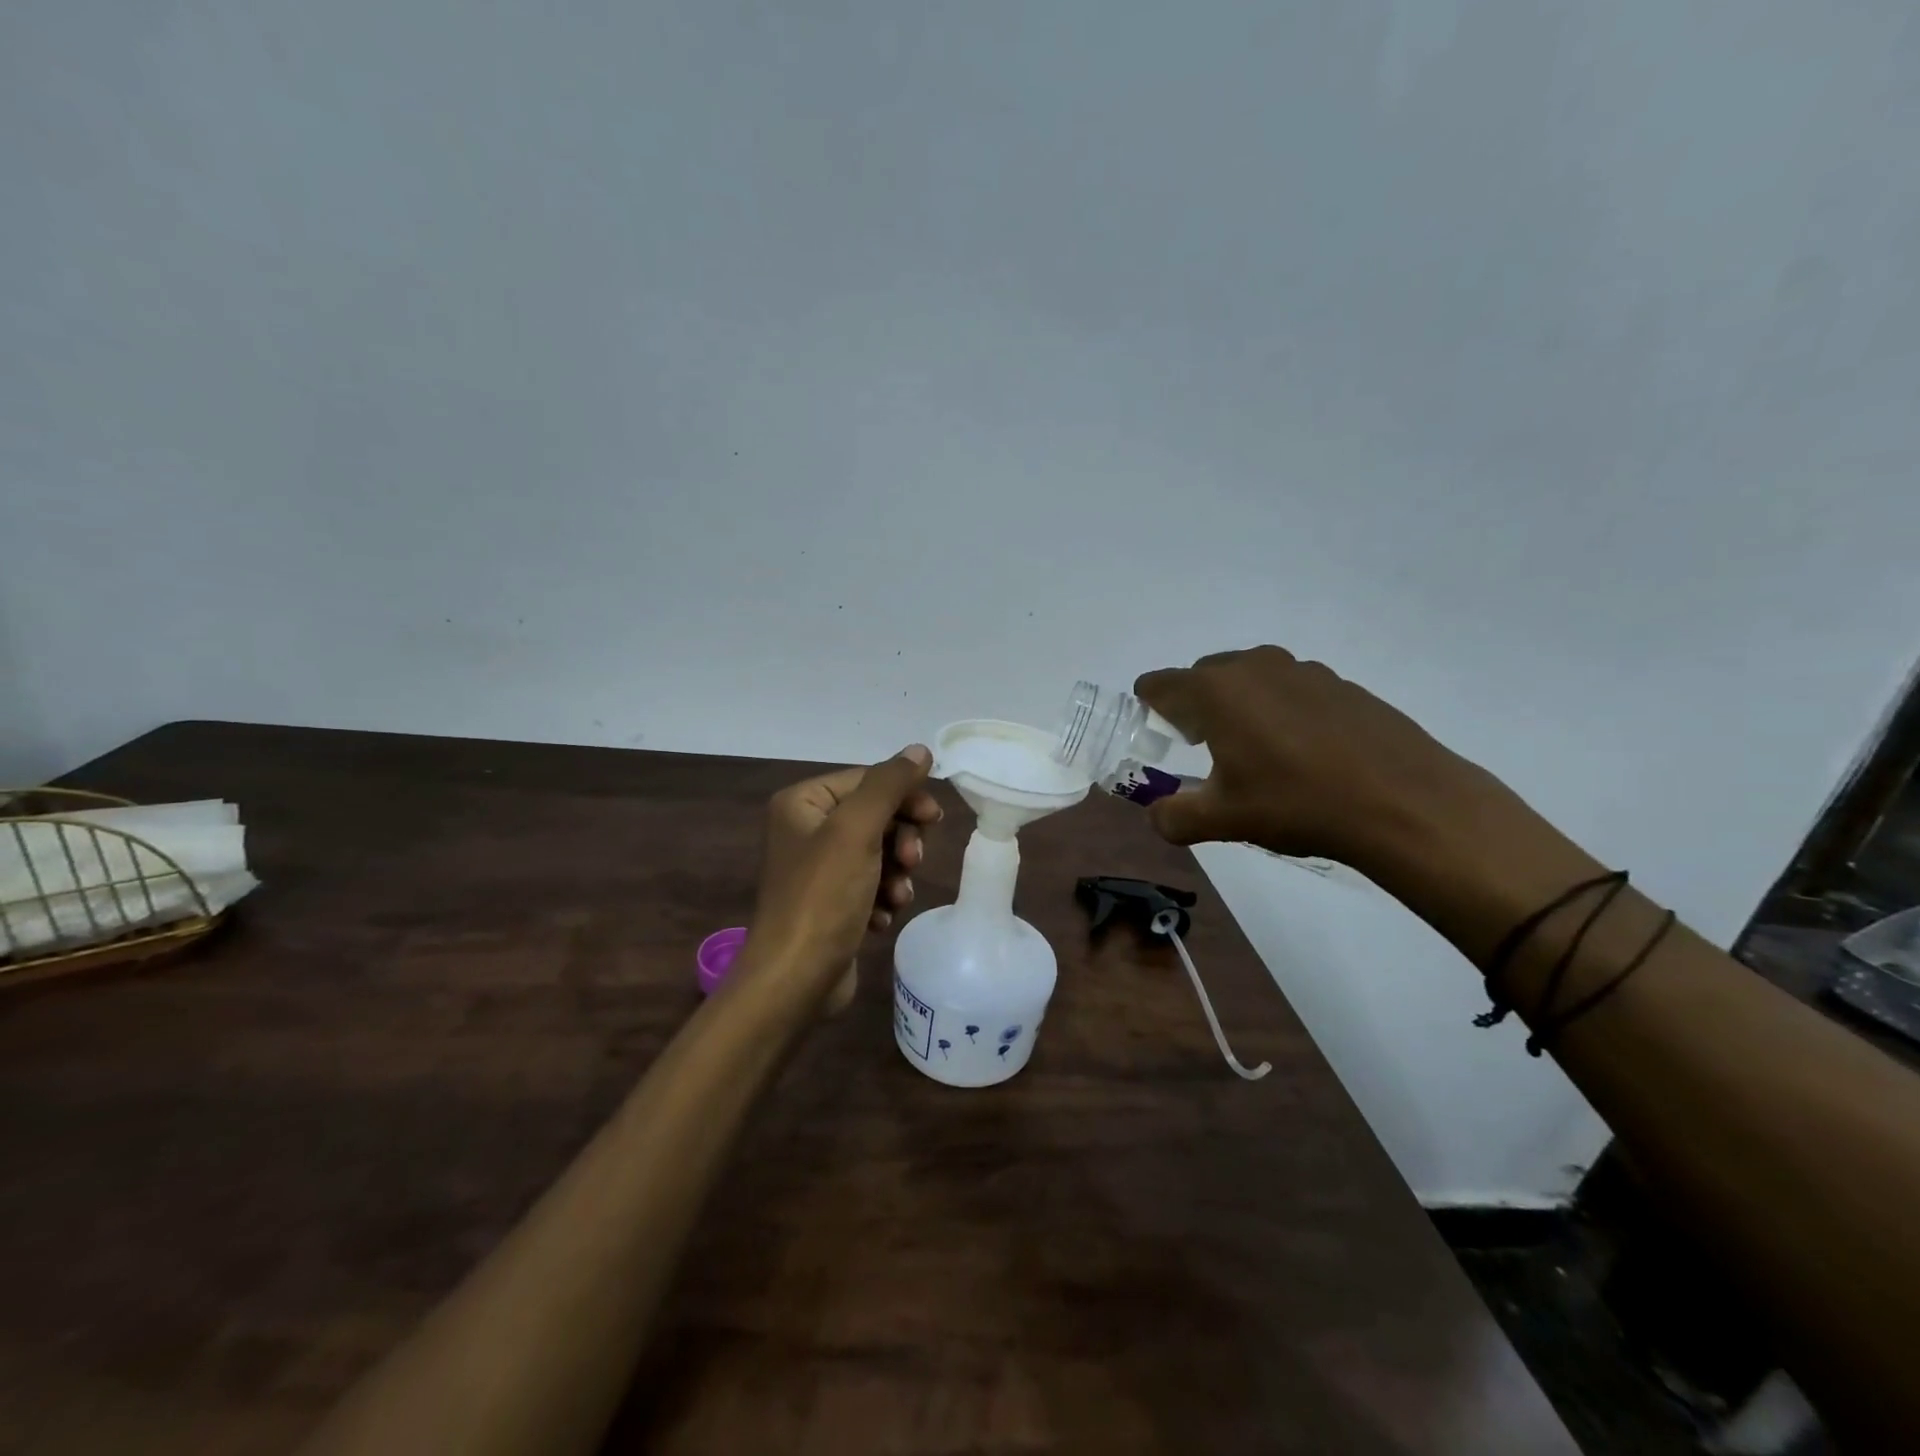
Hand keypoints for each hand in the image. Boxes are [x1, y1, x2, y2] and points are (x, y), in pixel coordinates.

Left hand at [746, 746, 941, 999]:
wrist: (795, 980)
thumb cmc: (823, 897)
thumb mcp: (857, 831)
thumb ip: (889, 785)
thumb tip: (919, 750)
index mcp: (802, 803)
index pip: (867, 780)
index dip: (905, 796)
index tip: (935, 818)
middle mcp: (806, 829)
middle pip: (875, 816)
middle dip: (901, 841)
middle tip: (913, 862)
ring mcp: (818, 869)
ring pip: (879, 853)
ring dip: (896, 874)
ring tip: (895, 898)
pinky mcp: (830, 903)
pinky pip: (870, 885)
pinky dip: (882, 898)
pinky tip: (880, 918)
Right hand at [1134, 645, 1486, 876]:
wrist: (1404, 803)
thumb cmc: (1297, 803)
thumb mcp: (1222, 820)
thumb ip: (1173, 817)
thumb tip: (1158, 815)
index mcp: (1216, 690)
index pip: (1158, 684)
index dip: (1150, 710)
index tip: (1162, 741)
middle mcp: (1254, 666)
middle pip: (1202, 677)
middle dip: (1194, 708)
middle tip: (1207, 751)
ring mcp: (1302, 670)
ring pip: (1249, 679)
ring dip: (1239, 707)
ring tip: (1259, 754)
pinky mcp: (1341, 684)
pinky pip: (1290, 689)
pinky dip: (1281, 711)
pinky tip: (1305, 754)